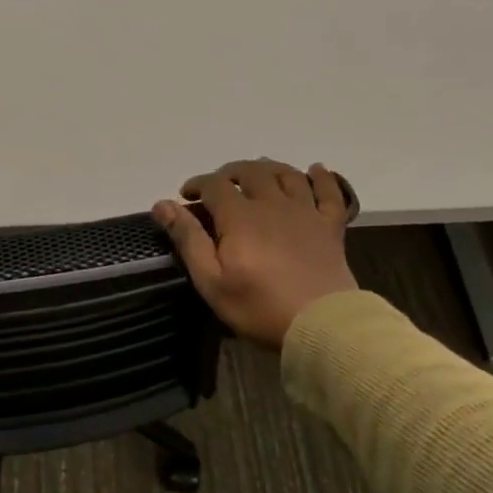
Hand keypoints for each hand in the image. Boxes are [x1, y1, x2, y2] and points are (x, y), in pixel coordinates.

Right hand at [153, 159, 359, 348]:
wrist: (319, 323)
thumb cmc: (258, 306)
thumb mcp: (210, 280)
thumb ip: (188, 239)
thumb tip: (162, 204)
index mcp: (240, 217)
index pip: (214, 185)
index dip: (197, 184)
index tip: (185, 195)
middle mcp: (273, 204)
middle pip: (251, 172)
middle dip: (230, 172)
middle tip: (219, 185)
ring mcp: (305, 212)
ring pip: (287, 175)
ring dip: (269, 168)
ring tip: (257, 174)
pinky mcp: (330, 226)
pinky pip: (329, 192)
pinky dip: (322, 177)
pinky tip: (315, 170)